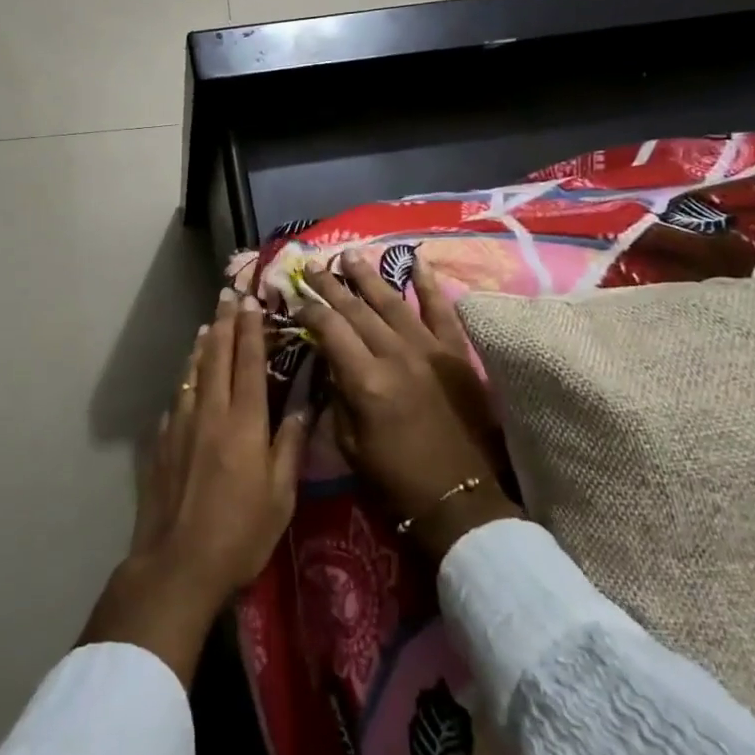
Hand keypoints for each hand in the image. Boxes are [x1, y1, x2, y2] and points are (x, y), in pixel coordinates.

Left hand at [80, 289, 306, 685]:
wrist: (177, 563)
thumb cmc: (240, 534)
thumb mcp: (281, 496)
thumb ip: (290, 445)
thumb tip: (302, 405)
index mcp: (244, 424)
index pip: (248, 364)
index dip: (251, 330)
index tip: (252, 302)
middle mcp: (210, 413)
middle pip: (217, 357)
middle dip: (224, 324)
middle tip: (228, 295)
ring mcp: (181, 425)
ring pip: (193, 374)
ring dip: (203, 345)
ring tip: (208, 324)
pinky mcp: (162, 442)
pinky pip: (178, 398)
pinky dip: (187, 378)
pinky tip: (189, 377)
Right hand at [299, 250, 522, 562]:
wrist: (459, 499)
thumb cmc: (395, 478)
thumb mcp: (347, 443)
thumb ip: (336, 394)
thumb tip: (328, 359)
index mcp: (365, 380)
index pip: (330, 329)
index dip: (310, 310)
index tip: (296, 299)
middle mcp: (396, 355)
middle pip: (357, 309)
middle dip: (331, 286)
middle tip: (314, 267)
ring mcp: (430, 350)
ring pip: (393, 302)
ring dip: (368, 277)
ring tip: (350, 256)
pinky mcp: (457, 354)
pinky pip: (441, 311)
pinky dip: (429, 285)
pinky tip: (416, 262)